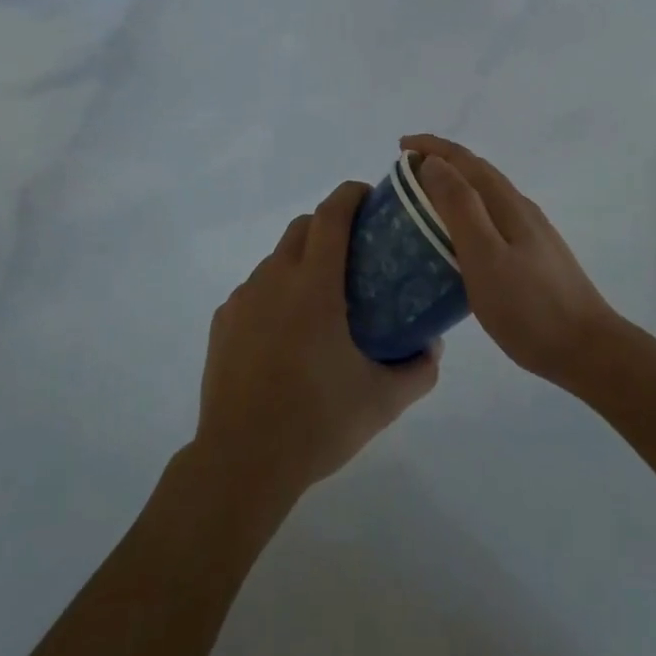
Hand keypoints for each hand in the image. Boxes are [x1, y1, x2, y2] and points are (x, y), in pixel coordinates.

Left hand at [194, 182, 439, 507]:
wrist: (241, 461)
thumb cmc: (316, 422)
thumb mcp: (382, 401)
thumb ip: (418, 369)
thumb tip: (433, 346)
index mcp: (314, 284)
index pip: (331, 214)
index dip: (351, 195)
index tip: (370, 196)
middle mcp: (275, 278)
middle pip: (302, 227)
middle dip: (328, 224)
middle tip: (355, 253)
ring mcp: (243, 299)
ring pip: (276, 259)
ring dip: (301, 261)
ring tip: (322, 301)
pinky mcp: (223, 322)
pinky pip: (255, 290)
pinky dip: (275, 293)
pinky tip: (286, 335)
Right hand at [404, 134, 622, 387]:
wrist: (588, 350)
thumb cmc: (529, 307)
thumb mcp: (485, 256)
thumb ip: (460, 207)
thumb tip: (434, 163)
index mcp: (507, 203)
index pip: (465, 160)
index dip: (432, 147)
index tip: (400, 147)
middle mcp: (520, 209)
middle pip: (477, 172)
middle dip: (441, 162)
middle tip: (404, 173)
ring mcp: (531, 233)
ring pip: (486, 195)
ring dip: (454, 186)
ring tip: (424, 202)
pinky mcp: (534, 256)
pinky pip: (492, 218)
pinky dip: (467, 213)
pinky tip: (459, 239)